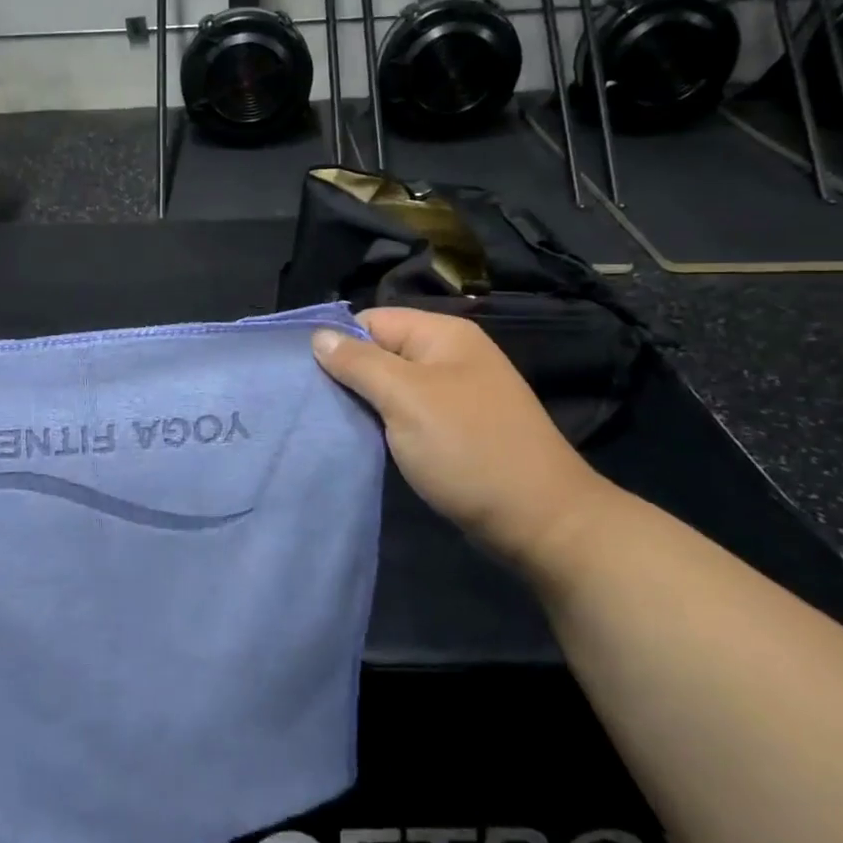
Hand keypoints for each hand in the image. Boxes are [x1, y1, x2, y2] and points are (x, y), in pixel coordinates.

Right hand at [312, 308, 623, 573]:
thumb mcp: (406, 399)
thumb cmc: (468, 449)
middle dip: (346, 374)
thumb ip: (359, 363)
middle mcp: (449, 356)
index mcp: (443, 335)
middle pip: (379, 352)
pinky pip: (406, 413)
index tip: (303, 373)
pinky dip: (383, 424)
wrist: (540, 522)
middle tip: (310, 402)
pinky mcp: (454, 429)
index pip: (371, 320)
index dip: (337, 342)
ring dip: (362, 402)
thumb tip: (318, 336)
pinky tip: (360, 439)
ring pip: (390, 386)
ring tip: (327, 421)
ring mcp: (454, 394)